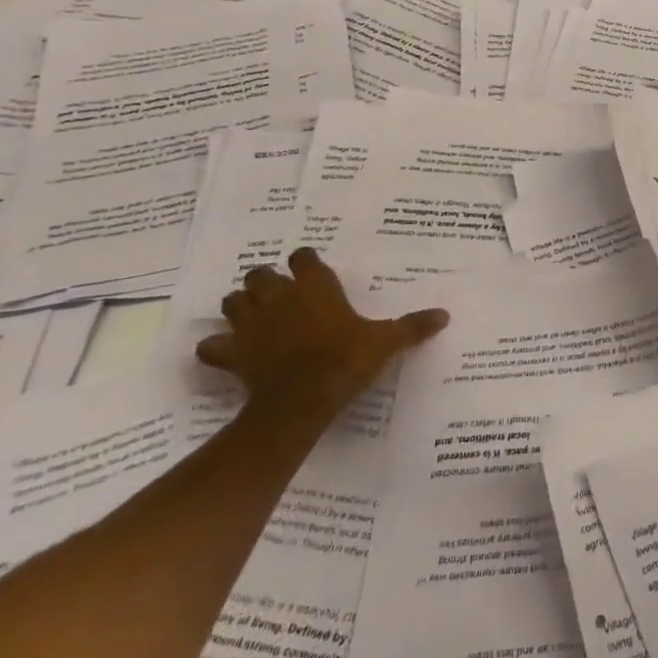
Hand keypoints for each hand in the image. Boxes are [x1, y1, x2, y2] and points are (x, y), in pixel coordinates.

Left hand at [198, 248, 447, 417]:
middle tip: (281, 296)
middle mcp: (279, 297)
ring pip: (232, 302)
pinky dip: (216, 348)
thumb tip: (445, 315)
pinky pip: (211, 347)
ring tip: (255, 318)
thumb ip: (412, 327)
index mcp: (315, 287)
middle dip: (266, 282)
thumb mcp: (386, 342)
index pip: (304, 257)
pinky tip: (229, 354)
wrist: (302, 399)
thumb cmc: (345, 359)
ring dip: (240, 307)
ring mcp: (250, 324)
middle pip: (259, 275)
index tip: (313, 272)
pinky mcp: (232, 354)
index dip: (306, 262)